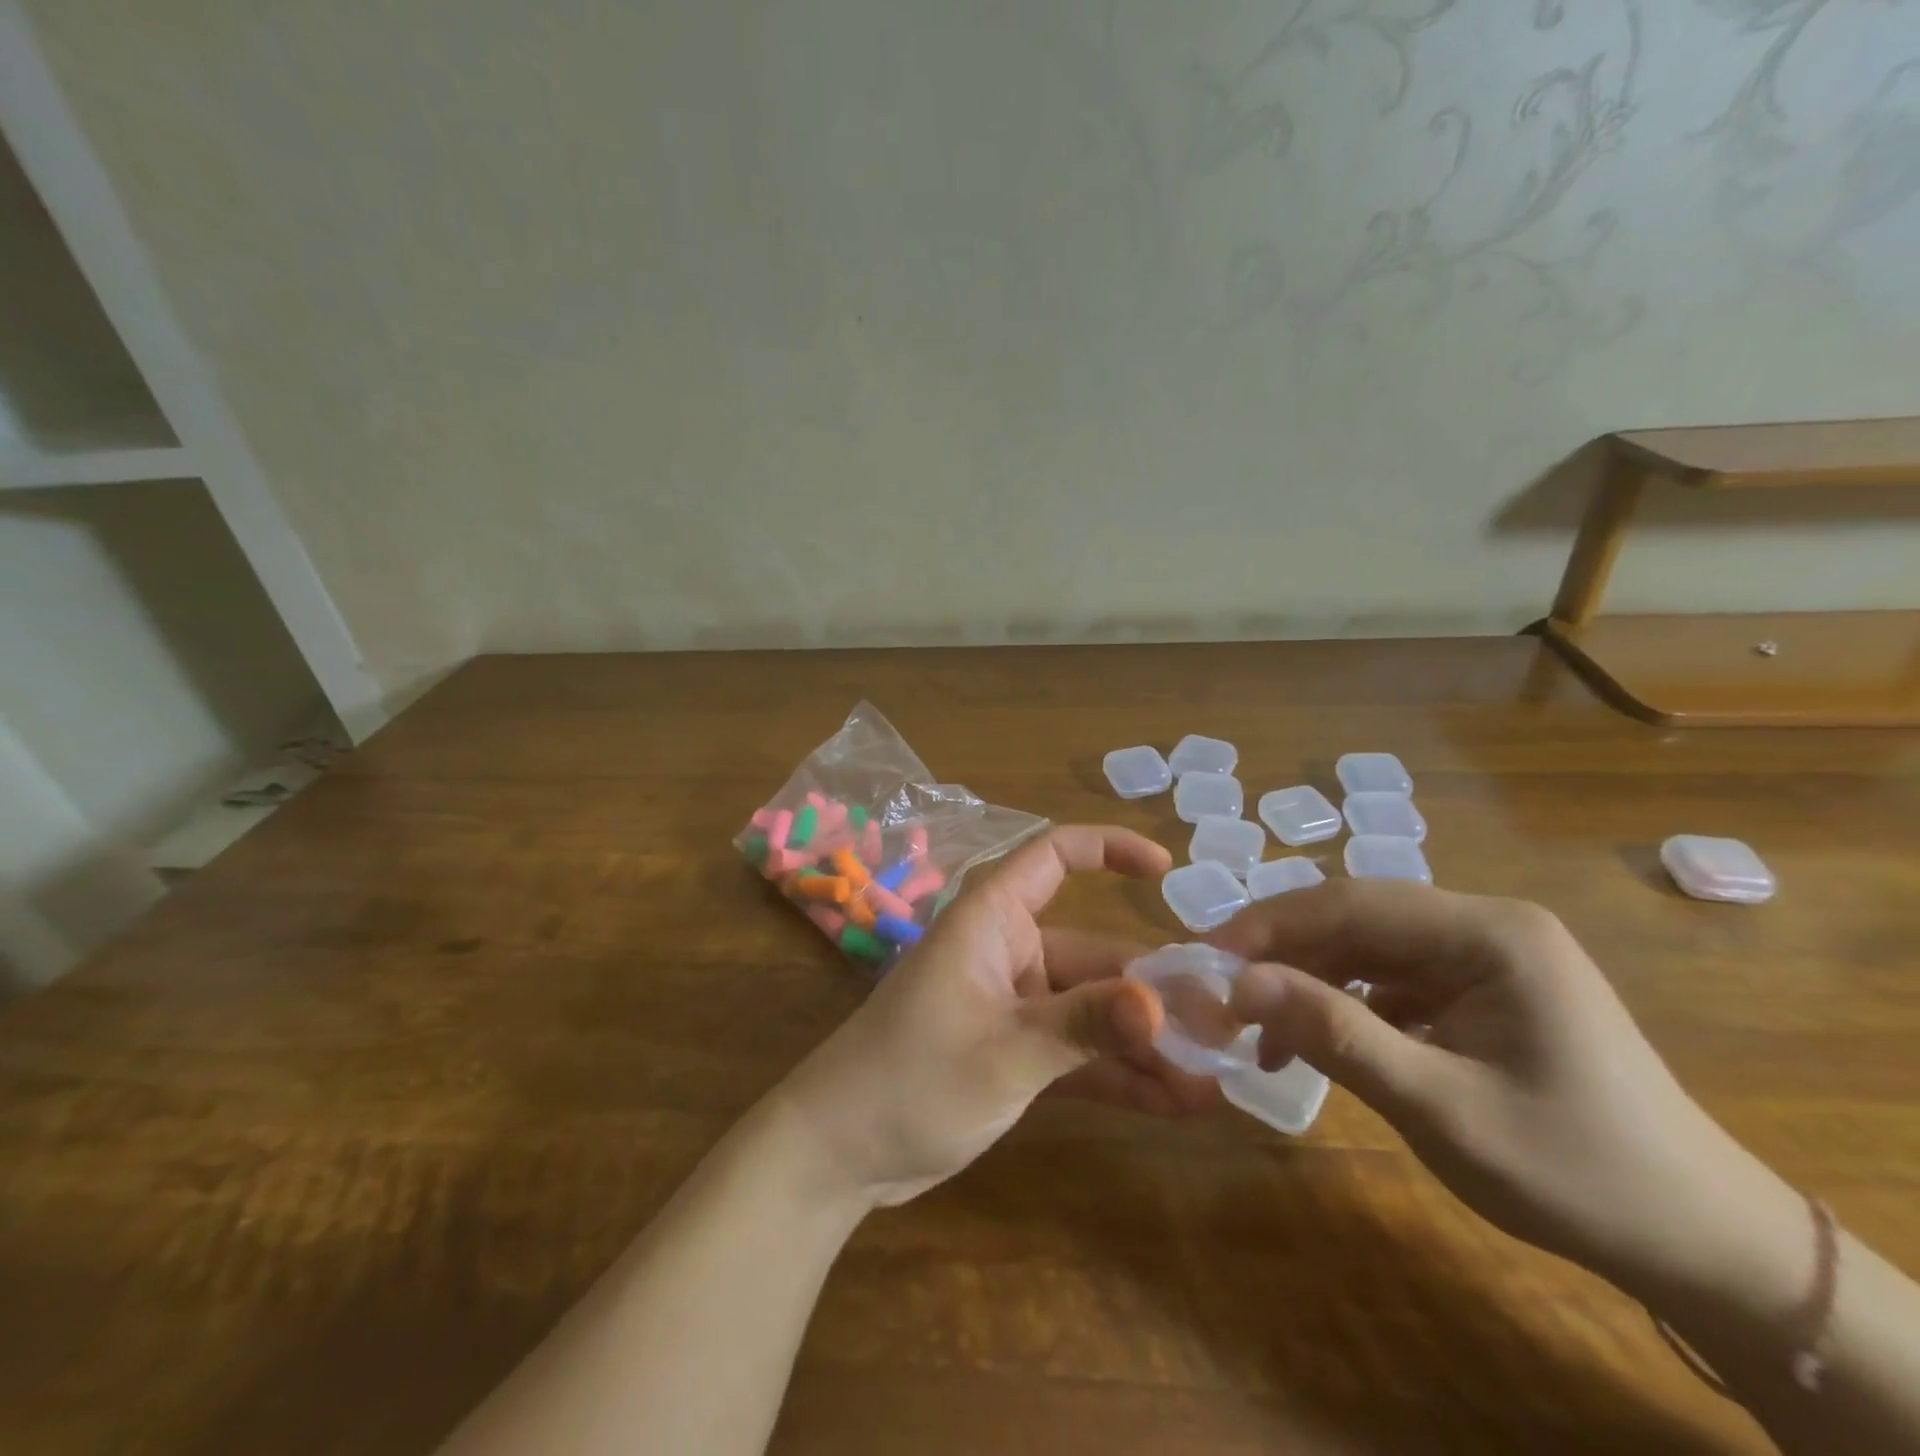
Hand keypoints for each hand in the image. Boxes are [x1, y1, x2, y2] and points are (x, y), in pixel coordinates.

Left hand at [775, 826, 1220, 1207]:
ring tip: (1216, 1077)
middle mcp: (1008, 950)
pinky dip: (1119, 1073)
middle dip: (1156, 989)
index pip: (1054, 856)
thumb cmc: (911, 1078)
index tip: (1168, 872)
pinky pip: (1077, 1051)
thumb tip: (1165, 1004)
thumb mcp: (1005, 1051)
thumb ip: (1085, 1025)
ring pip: (1093, 1009)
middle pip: (1095, 952)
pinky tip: (1178, 1103)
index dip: (1109, 849)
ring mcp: (1013, 1004)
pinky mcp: (1014, 1052)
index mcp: (993, 919)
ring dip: (1146, 1041)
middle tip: (1225, 1027)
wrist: (836, 1152)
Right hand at [1210, 880, 1803, 1299]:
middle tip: (1218, 993)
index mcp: (1488, 932)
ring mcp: (1480, 957)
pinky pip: (1387, 982)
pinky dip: (1341, 1007)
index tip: (1207, 958)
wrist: (1703, 1244)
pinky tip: (1309, 1045)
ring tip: (1254, 1030)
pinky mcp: (1476, 990)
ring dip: (1305, 983)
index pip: (1352, 903)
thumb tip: (1239, 983)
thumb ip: (1336, 1036)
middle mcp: (1482, 925)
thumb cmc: (1577, 1172)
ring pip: (1363, 949)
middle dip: (1281, 954)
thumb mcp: (1441, 1109)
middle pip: (1353, 919)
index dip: (1270, 925)